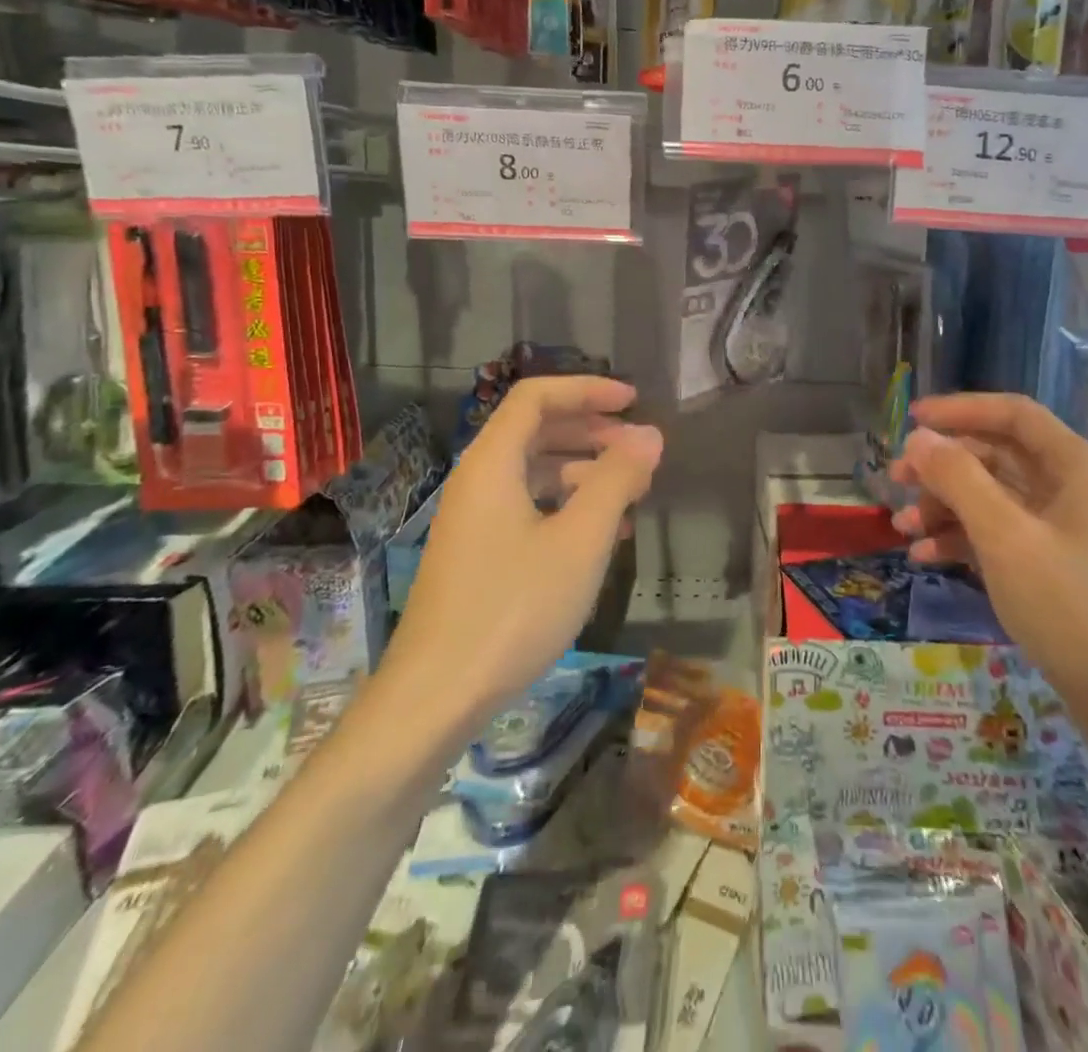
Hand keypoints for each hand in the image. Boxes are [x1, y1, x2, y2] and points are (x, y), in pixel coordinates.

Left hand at [389, 376, 662, 720]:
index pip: (536, 397)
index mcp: (492, 464)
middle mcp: (478, 481)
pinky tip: (602, 534)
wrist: (437, 696)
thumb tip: (650, 435)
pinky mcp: (479, 554)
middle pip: (536, 431)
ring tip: (632, 494)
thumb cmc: (513, 608)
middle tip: (640, 450)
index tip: (634, 402)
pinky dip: (567, 506)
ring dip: (585, 471)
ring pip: (535, 472)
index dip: (587, 390)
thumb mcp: (580, 540)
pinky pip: (528, 507)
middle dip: (592, 431)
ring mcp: (475, 520)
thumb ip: (617, 480)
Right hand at [889, 394, 1087, 747]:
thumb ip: (959, 480)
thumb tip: (919, 438)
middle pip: (997, 457)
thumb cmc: (1073, 606)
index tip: (910, 419)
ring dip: (945, 507)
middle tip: (895, 481)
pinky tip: (925, 559)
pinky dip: (962, 541)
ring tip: (903, 529)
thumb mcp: (1006, 537)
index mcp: (1074, 466)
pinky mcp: (1053, 569)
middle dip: (943, 467)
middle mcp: (1071, 489)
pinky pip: (999, 538)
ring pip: (993, 499)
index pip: (1012, 415)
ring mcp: (1063, 532)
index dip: (960, 410)